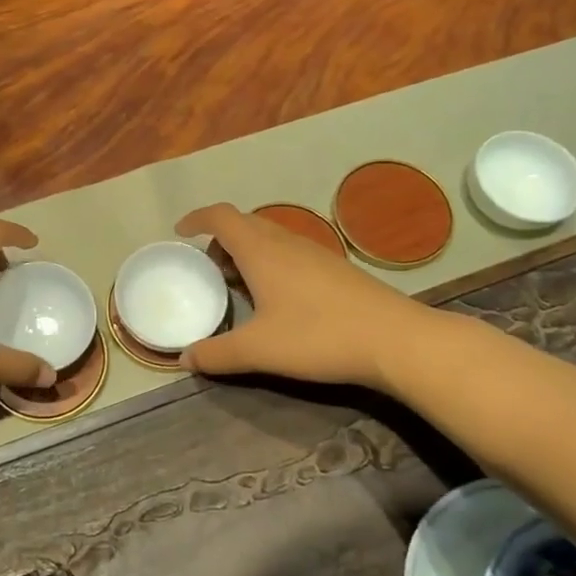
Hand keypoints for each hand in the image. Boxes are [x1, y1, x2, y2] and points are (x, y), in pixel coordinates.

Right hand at [176, 203, 422, 388]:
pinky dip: (270, 261)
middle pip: (245, 223)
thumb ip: (217, 354)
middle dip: (220, 239)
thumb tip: (185, 359)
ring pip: (270, 237)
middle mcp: (286, 242)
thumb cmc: (318, 336)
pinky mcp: (335, 268)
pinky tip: (277, 298)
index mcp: (261, 250)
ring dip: (247, 251)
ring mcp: (315, 252)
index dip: (197, 218)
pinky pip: (290, 251)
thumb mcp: (259, 350)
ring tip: (238, 284)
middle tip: (208, 269)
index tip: (180, 232)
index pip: (221, 216)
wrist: (395, 340)